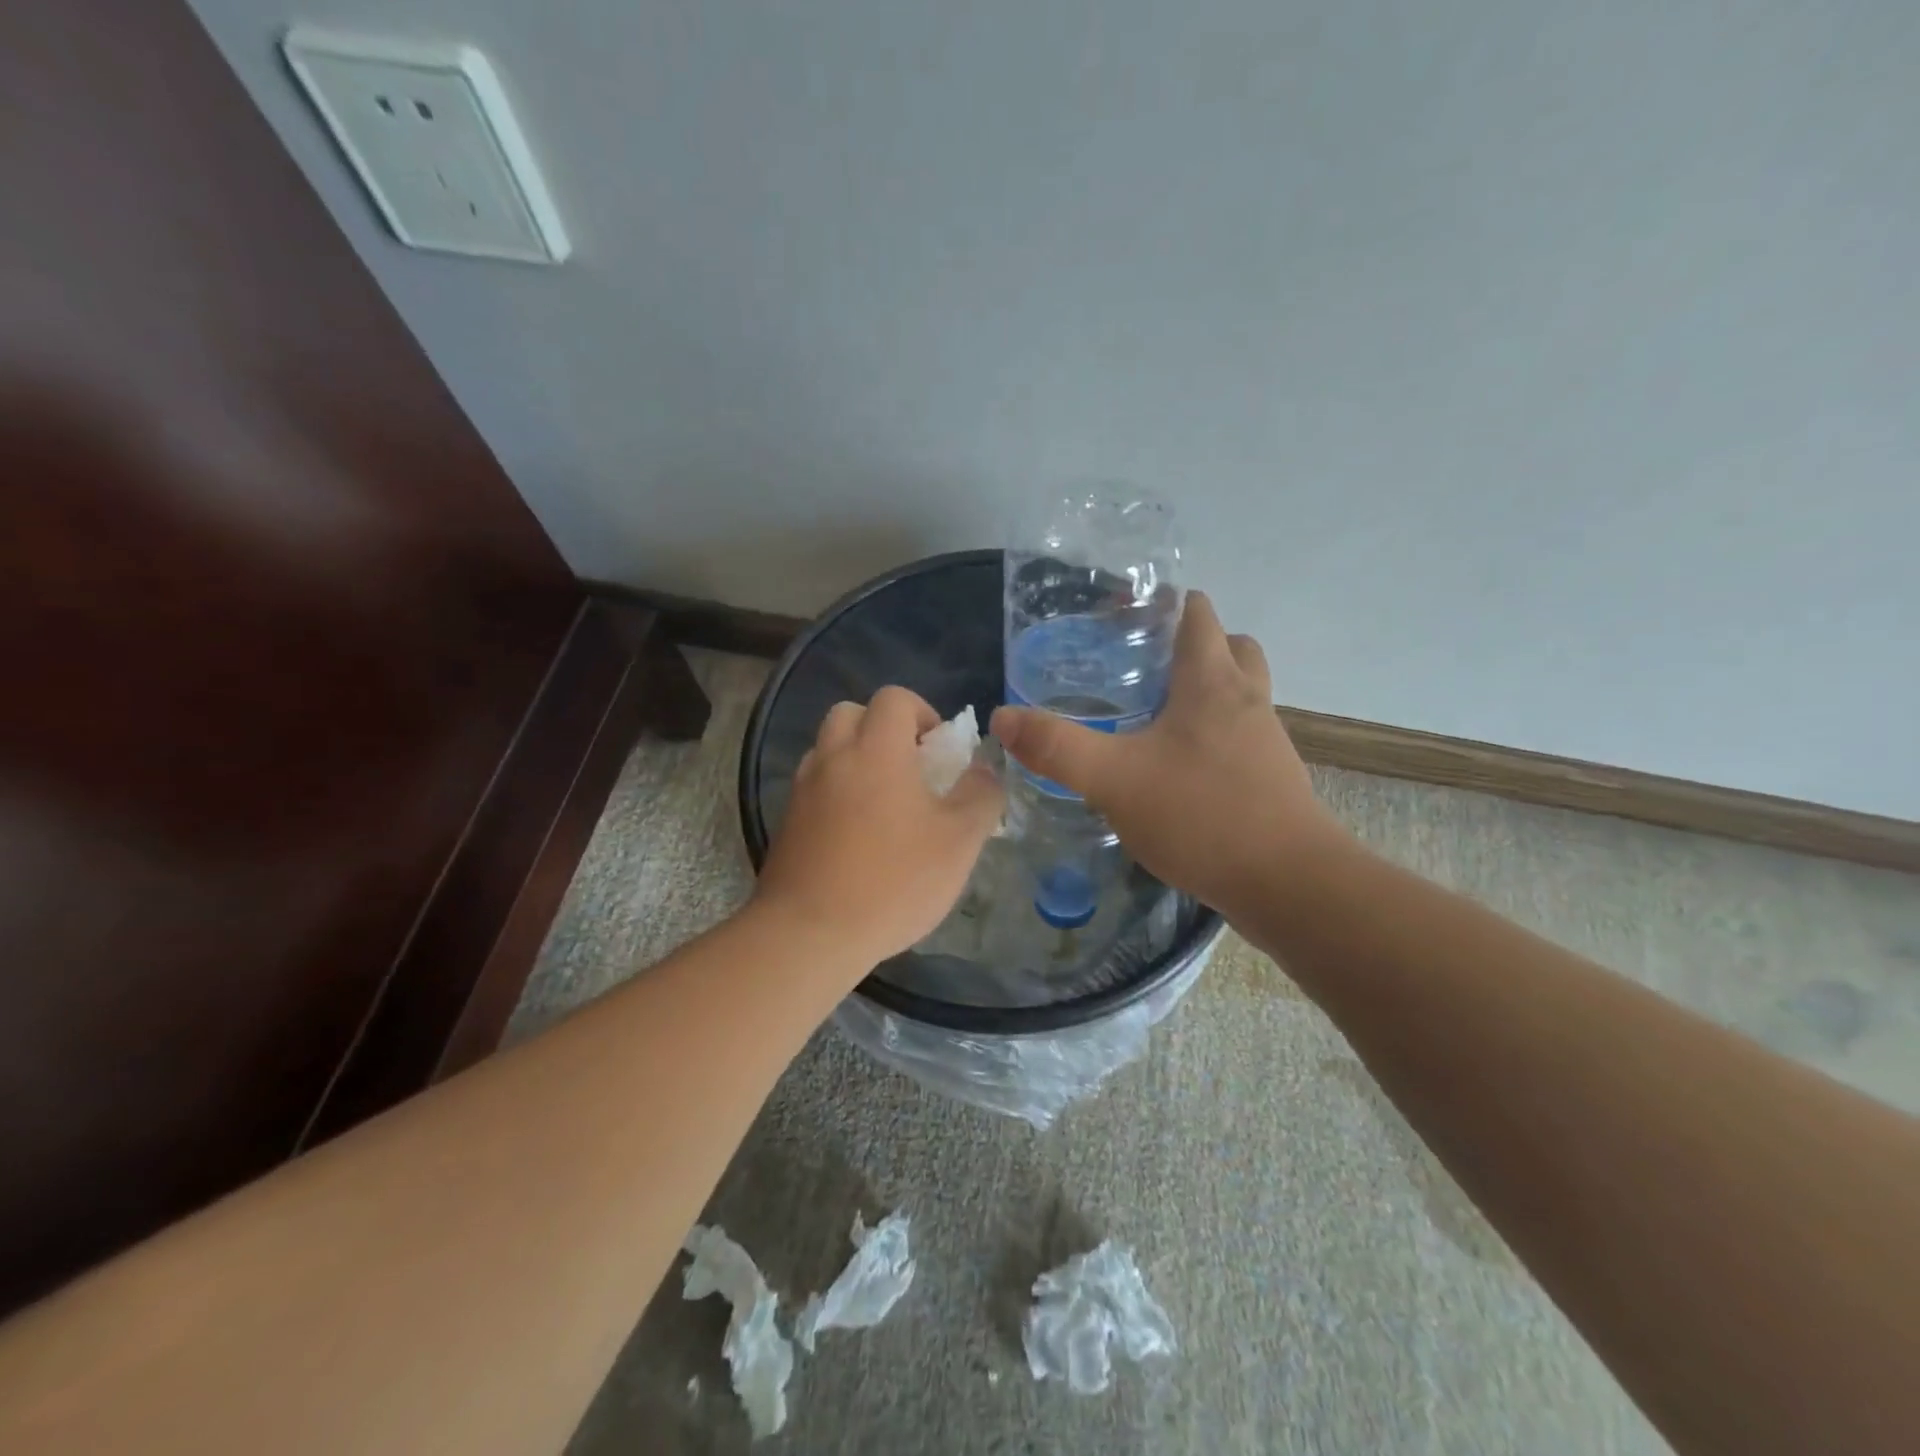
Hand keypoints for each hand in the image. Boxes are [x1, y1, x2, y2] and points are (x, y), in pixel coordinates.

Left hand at [755, 686, 1004, 967]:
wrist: (810, 933)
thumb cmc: (893, 881)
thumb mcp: (959, 841)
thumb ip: (981, 796)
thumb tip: (985, 769)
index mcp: (876, 749)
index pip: (894, 698)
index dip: (922, 713)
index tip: (939, 751)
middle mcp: (832, 757)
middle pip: (851, 713)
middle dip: (882, 729)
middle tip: (909, 769)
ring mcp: (803, 789)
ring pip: (828, 749)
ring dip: (856, 759)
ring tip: (883, 804)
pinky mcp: (786, 821)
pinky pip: (814, 786)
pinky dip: (836, 791)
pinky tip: (856, 835)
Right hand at [991, 591, 1348, 922]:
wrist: (1289, 883)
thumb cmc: (1202, 815)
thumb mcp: (1113, 780)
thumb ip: (1056, 747)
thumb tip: (1002, 717)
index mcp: (1211, 681)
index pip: (1195, 613)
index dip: (1160, 604)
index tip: (1119, 619)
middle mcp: (1246, 698)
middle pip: (1227, 645)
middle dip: (1187, 644)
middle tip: (1139, 667)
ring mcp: (1266, 738)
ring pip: (1239, 690)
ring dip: (1204, 689)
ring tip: (1155, 715)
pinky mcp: (1272, 776)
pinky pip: (1242, 733)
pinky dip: (1214, 733)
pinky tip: (1178, 767)